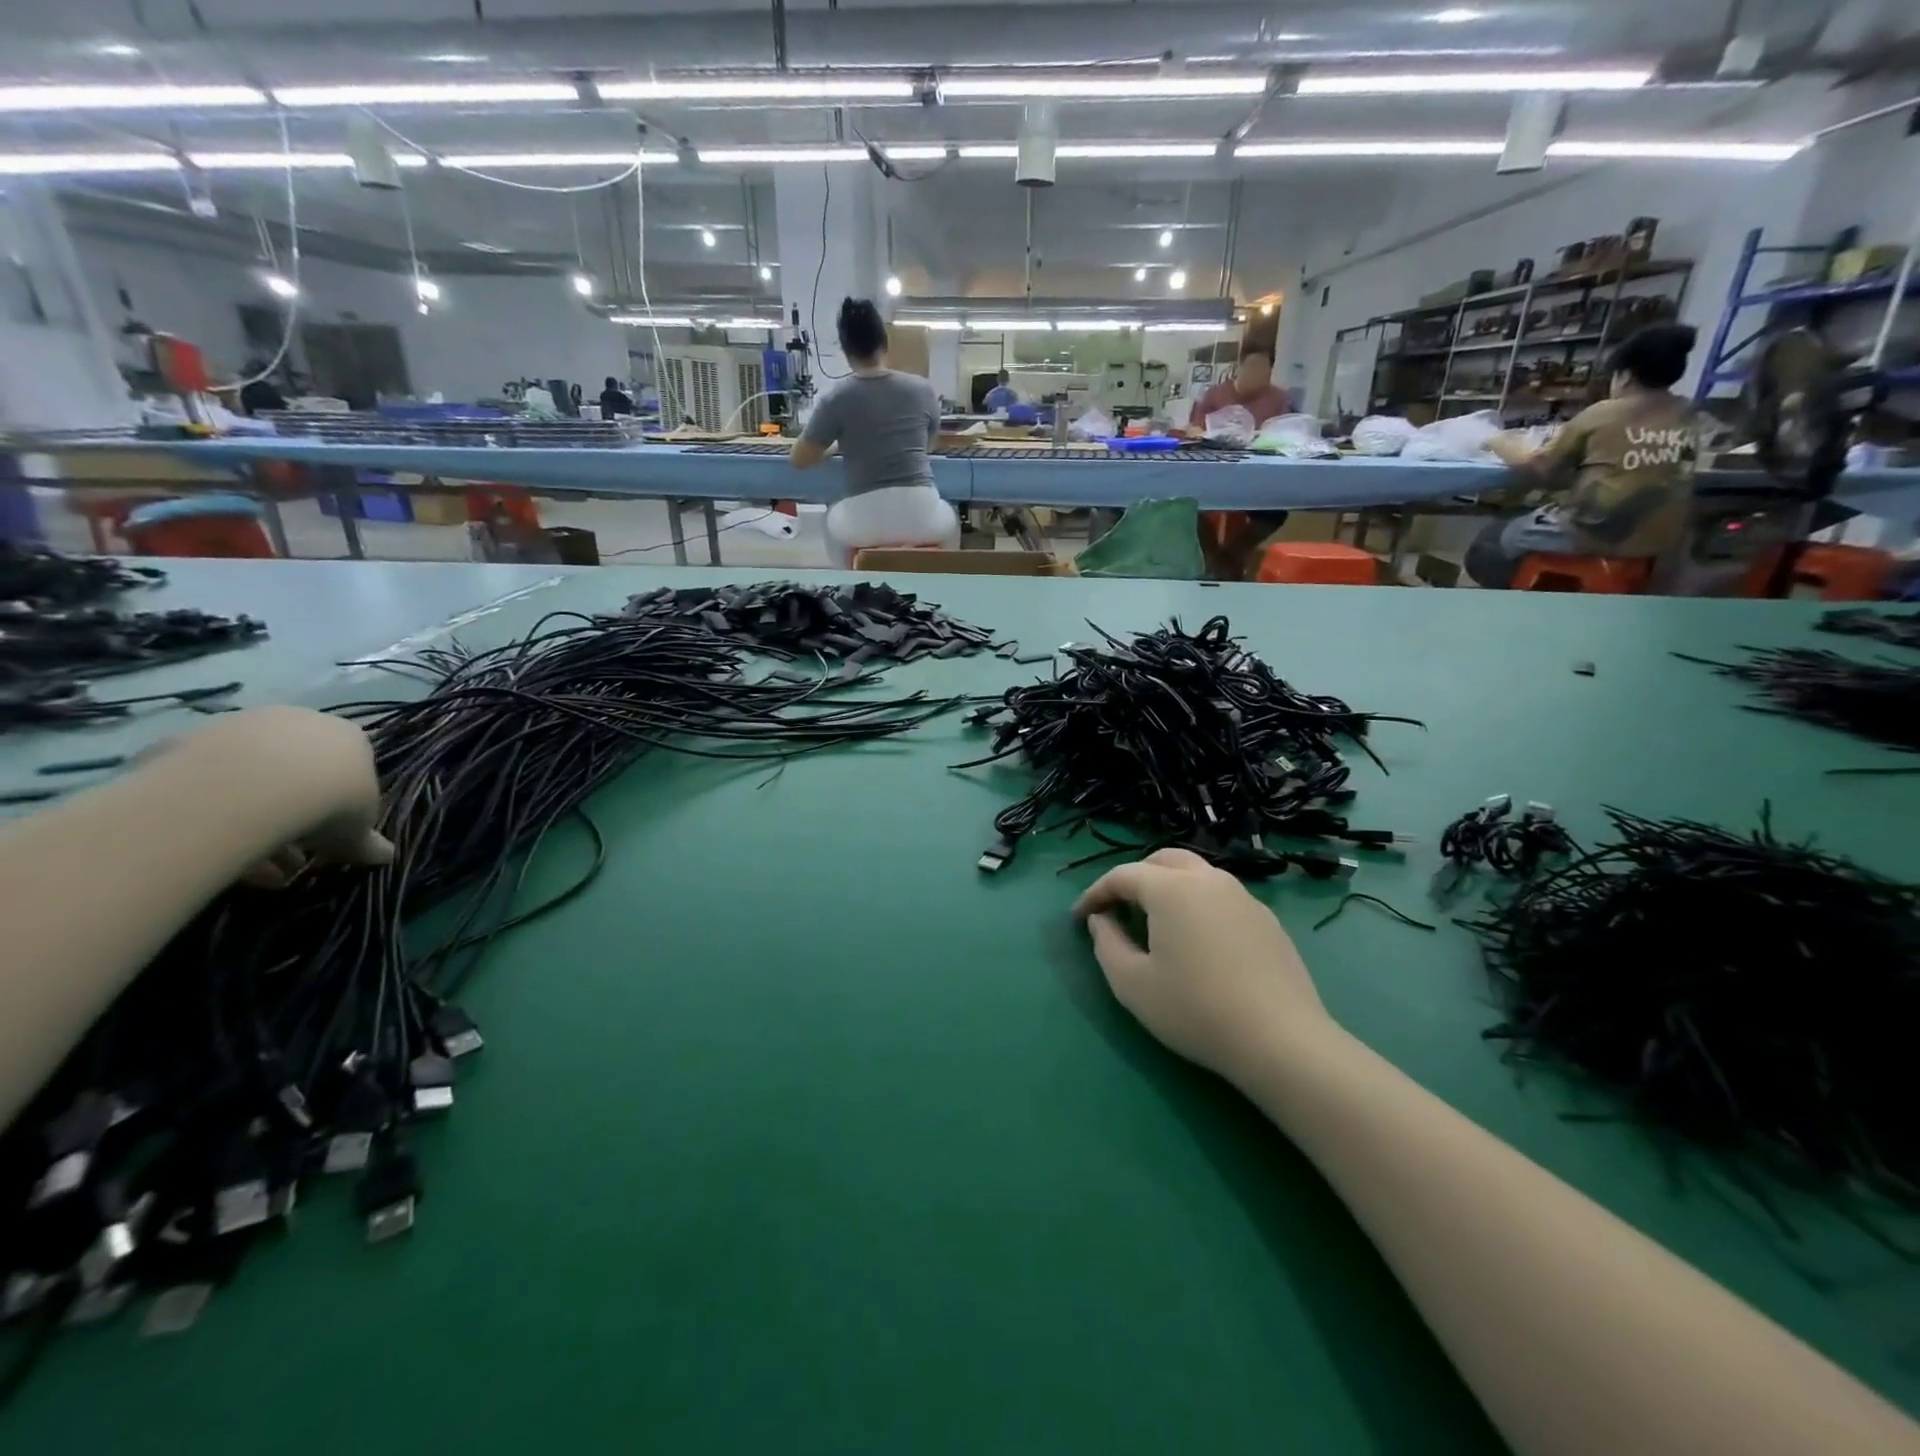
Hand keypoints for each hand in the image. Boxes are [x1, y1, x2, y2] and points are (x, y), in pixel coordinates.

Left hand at [149, 707, 392, 886]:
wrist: (255, 784)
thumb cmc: (330, 801)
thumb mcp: (357, 832)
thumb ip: (367, 842)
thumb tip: (385, 857)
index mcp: (349, 737)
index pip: (351, 767)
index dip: (342, 803)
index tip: (333, 832)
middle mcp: (301, 722)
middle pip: (297, 769)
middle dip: (295, 811)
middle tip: (290, 853)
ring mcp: (244, 725)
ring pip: (250, 776)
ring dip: (253, 817)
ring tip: (252, 864)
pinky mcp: (193, 738)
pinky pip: (205, 781)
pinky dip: (210, 813)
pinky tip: (214, 846)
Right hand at [1073, 848, 1331, 1083]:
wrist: (1281, 1041)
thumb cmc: (1195, 1010)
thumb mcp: (1132, 984)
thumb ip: (1107, 944)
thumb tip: (1101, 920)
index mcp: (1171, 888)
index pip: (1123, 875)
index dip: (1095, 893)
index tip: (1080, 918)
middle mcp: (1208, 879)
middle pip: (1163, 861)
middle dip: (1134, 878)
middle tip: (1118, 908)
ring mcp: (1243, 897)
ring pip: (1196, 874)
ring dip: (1168, 887)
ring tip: (1156, 921)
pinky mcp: (1267, 919)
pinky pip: (1221, 896)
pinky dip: (1198, 903)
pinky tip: (1197, 940)